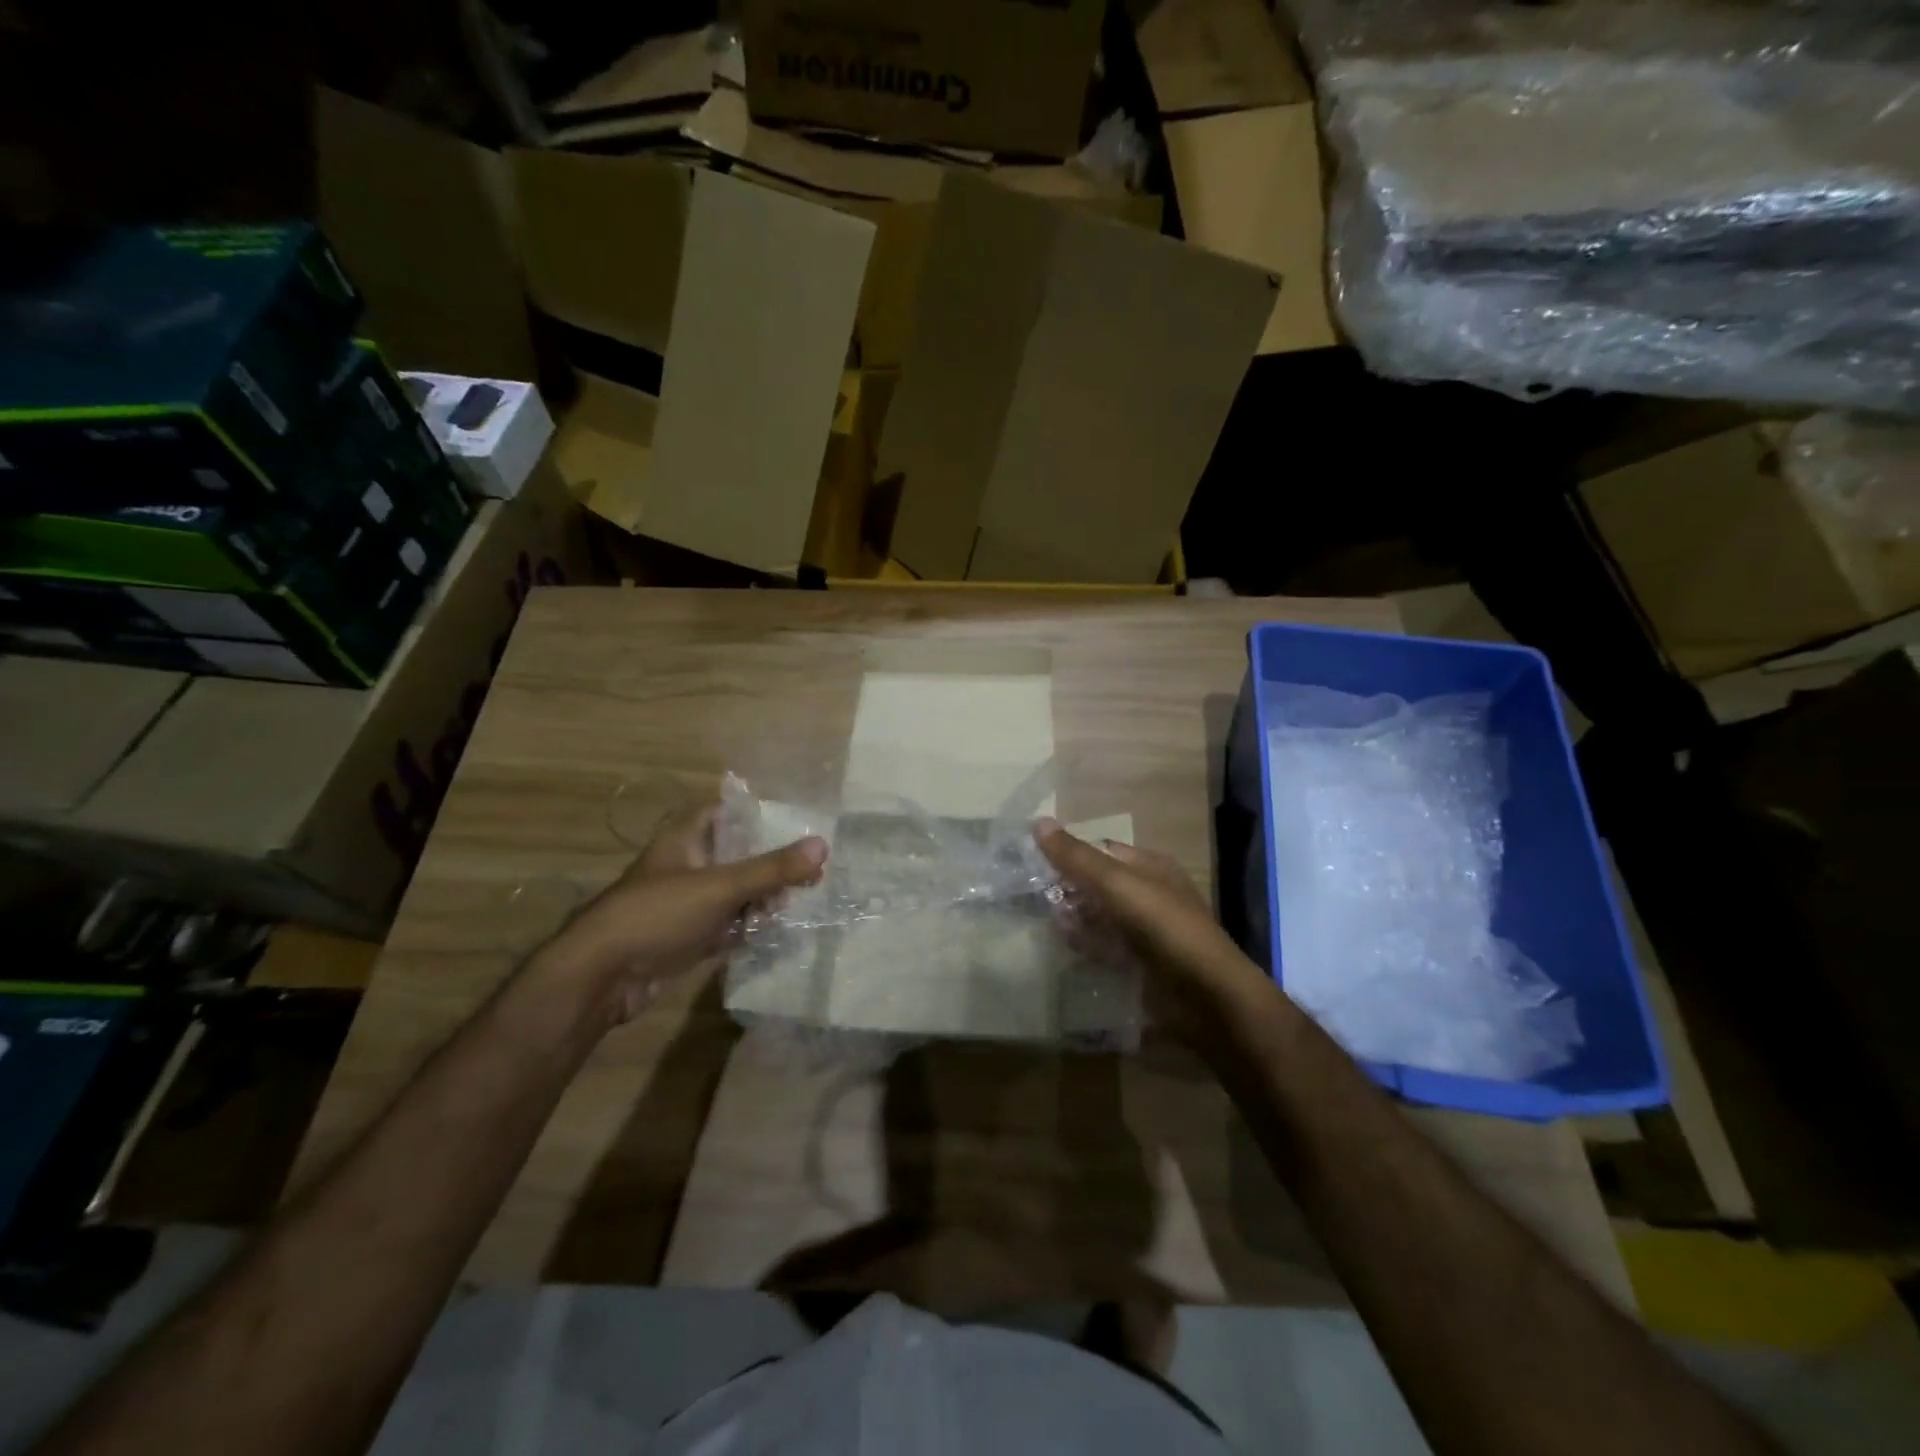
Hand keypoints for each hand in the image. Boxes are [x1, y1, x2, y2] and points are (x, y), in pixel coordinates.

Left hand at [534, 803, 828, 1025]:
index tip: (798, 822)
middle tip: (809, 874)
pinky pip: (728, 924)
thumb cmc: (657, 915)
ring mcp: (687, 904)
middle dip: (771, 864)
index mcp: (686, 840)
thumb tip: (823, 845)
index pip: (726, 812)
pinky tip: (774, 931)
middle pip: (738, 855)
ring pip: (735, 892)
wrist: (601, 978)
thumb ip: (772, 869)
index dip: (758, 814)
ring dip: (763, 899)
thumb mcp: (720, 887)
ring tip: (793, 905)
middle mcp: (687, 866)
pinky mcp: (688, 937)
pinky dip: (748, 927)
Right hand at [1033, 817, 1268, 1039]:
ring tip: (1044, 921)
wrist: (1205, 996)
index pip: (1102, 850)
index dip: (1070, 853)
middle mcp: (1149, 894)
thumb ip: (1076, 857)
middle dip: (1068, 889)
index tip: (1033, 861)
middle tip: (1031, 895)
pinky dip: (1086, 946)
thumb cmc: (1162, 926)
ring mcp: (1145, 931)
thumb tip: (1038, 822)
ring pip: (1099, 917)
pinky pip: (1105, 948)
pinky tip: (1066, 947)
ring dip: (1074, 918)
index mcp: (1150, 867)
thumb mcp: (1116, 883)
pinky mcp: (1141, 964)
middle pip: (1098, 885)